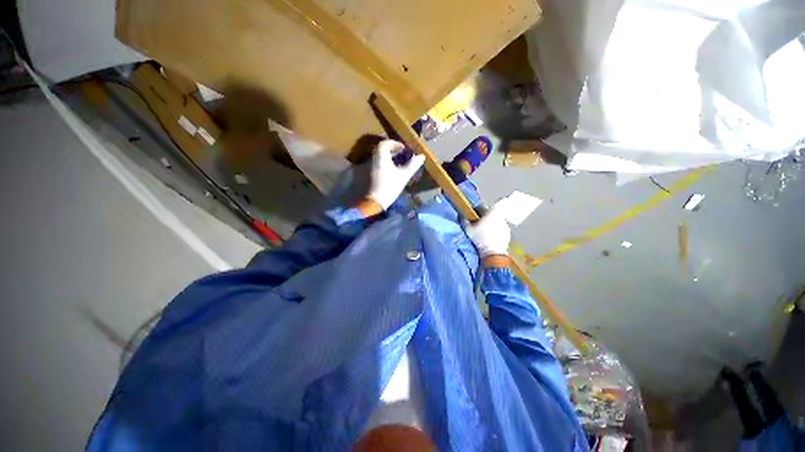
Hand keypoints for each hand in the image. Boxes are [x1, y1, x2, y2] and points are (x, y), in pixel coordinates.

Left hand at [367, 140, 424, 209]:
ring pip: (379, 157)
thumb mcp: (404, 175)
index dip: (395, 144)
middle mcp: (373, 159)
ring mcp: (369, 167)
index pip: (385, 143)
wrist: (375, 201)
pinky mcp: (368, 174)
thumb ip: (412, 165)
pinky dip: (384, 164)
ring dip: (388, 157)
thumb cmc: (390, 186)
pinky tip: (391, 171)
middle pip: (381, 149)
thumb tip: (421, 156)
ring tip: (398, 163)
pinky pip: (376, 164)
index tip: (403, 149)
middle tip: (401, 155)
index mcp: (381, 156)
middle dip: (391, 150)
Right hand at [464, 201, 510, 257]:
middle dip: (483, 217)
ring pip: (495, 221)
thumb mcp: (468, 229)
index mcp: (491, 212)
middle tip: (476, 224)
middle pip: (489, 213)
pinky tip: (489, 237)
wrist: (493, 253)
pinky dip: (494, 231)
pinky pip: (499, 228)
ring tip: (483, 232)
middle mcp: (500, 216)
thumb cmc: (480, 238)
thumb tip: (461, 215)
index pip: (482, 206)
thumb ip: (464, 220)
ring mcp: (505, 225)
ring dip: (489, 224)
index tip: (472, 215)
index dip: (475, 209)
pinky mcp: (507, 233)